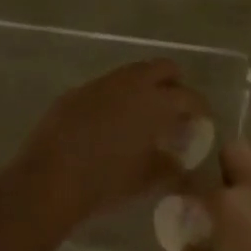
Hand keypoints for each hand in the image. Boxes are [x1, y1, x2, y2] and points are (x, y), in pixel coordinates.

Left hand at [16, 59, 209, 224]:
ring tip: (143, 119)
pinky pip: (105, 88)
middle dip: (174, 86)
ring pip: (131, 75)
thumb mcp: (147, 180)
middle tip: (175, 112)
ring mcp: (99, 85)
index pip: (189, 97)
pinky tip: (110, 125)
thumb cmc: (106, 182)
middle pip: (163, 68)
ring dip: (143, 90)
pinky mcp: (75, 94)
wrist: (49, 181)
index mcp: (155, 102)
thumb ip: (172, 168)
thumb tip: (181, 162)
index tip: (201, 123)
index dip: (200, 109)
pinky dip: (116, 99)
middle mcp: (130, 84)